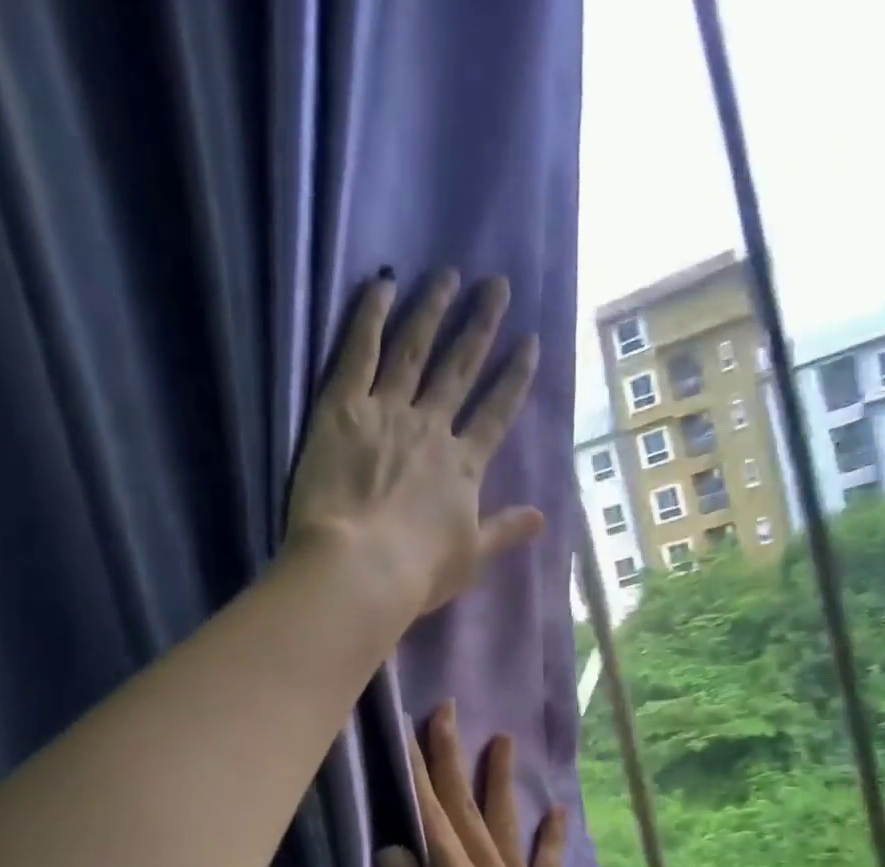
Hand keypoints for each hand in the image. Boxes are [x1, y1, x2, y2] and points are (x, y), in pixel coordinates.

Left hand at [285, 271, 543, 619]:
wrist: (360, 568)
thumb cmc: (417, 573)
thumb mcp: (470, 559)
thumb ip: (504, 531)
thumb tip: (542, 518)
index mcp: (464, 466)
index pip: (496, 412)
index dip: (514, 377)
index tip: (529, 343)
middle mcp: (432, 428)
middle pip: (460, 369)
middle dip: (481, 326)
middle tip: (497, 286)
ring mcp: (388, 412)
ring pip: (414, 350)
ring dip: (433, 310)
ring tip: (448, 275)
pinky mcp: (342, 408)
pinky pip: (359, 352)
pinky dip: (370, 316)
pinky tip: (382, 283)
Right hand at [375, 704, 605, 866]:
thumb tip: (392, 848)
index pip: (431, 822)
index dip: (416, 775)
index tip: (405, 731)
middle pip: (467, 811)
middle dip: (452, 759)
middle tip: (446, 712)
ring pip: (505, 826)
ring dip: (499, 781)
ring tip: (502, 739)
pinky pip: (548, 866)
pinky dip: (553, 836)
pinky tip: (558, 811)